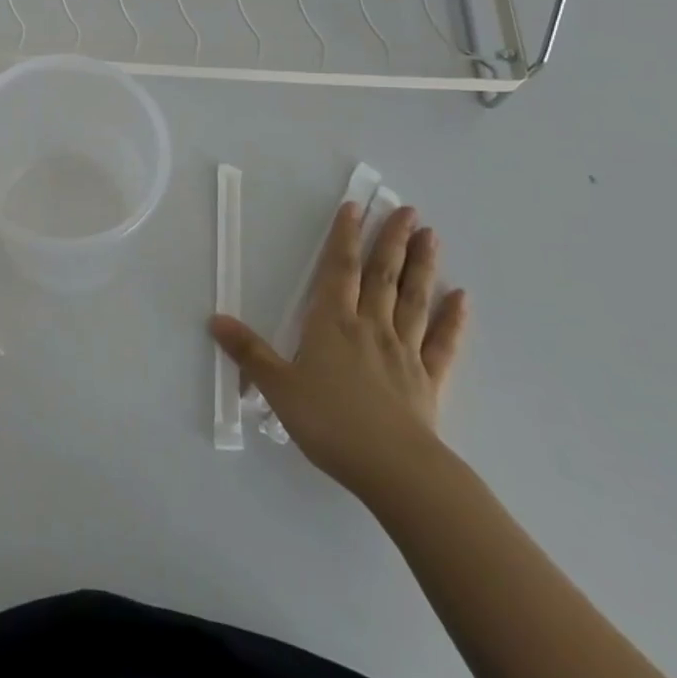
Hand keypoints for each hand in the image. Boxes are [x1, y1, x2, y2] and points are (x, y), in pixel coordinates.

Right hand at [210, 203, 466, 504]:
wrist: (394, 470)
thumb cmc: (330, 423)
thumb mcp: (278, 388)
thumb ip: (249, 353)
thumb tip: (215, 319)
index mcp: (332, 324)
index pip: (339, 270)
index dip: (345, 237)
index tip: (354, 207)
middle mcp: (370, 328)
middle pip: (383, 276)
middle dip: (392, 240)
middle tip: (406, 209)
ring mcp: (404, 352)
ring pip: (414, 300)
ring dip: (423, 266)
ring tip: (431, 236)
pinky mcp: (429, 380)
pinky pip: (443, 343)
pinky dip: (453, 319)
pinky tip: (462, 298)